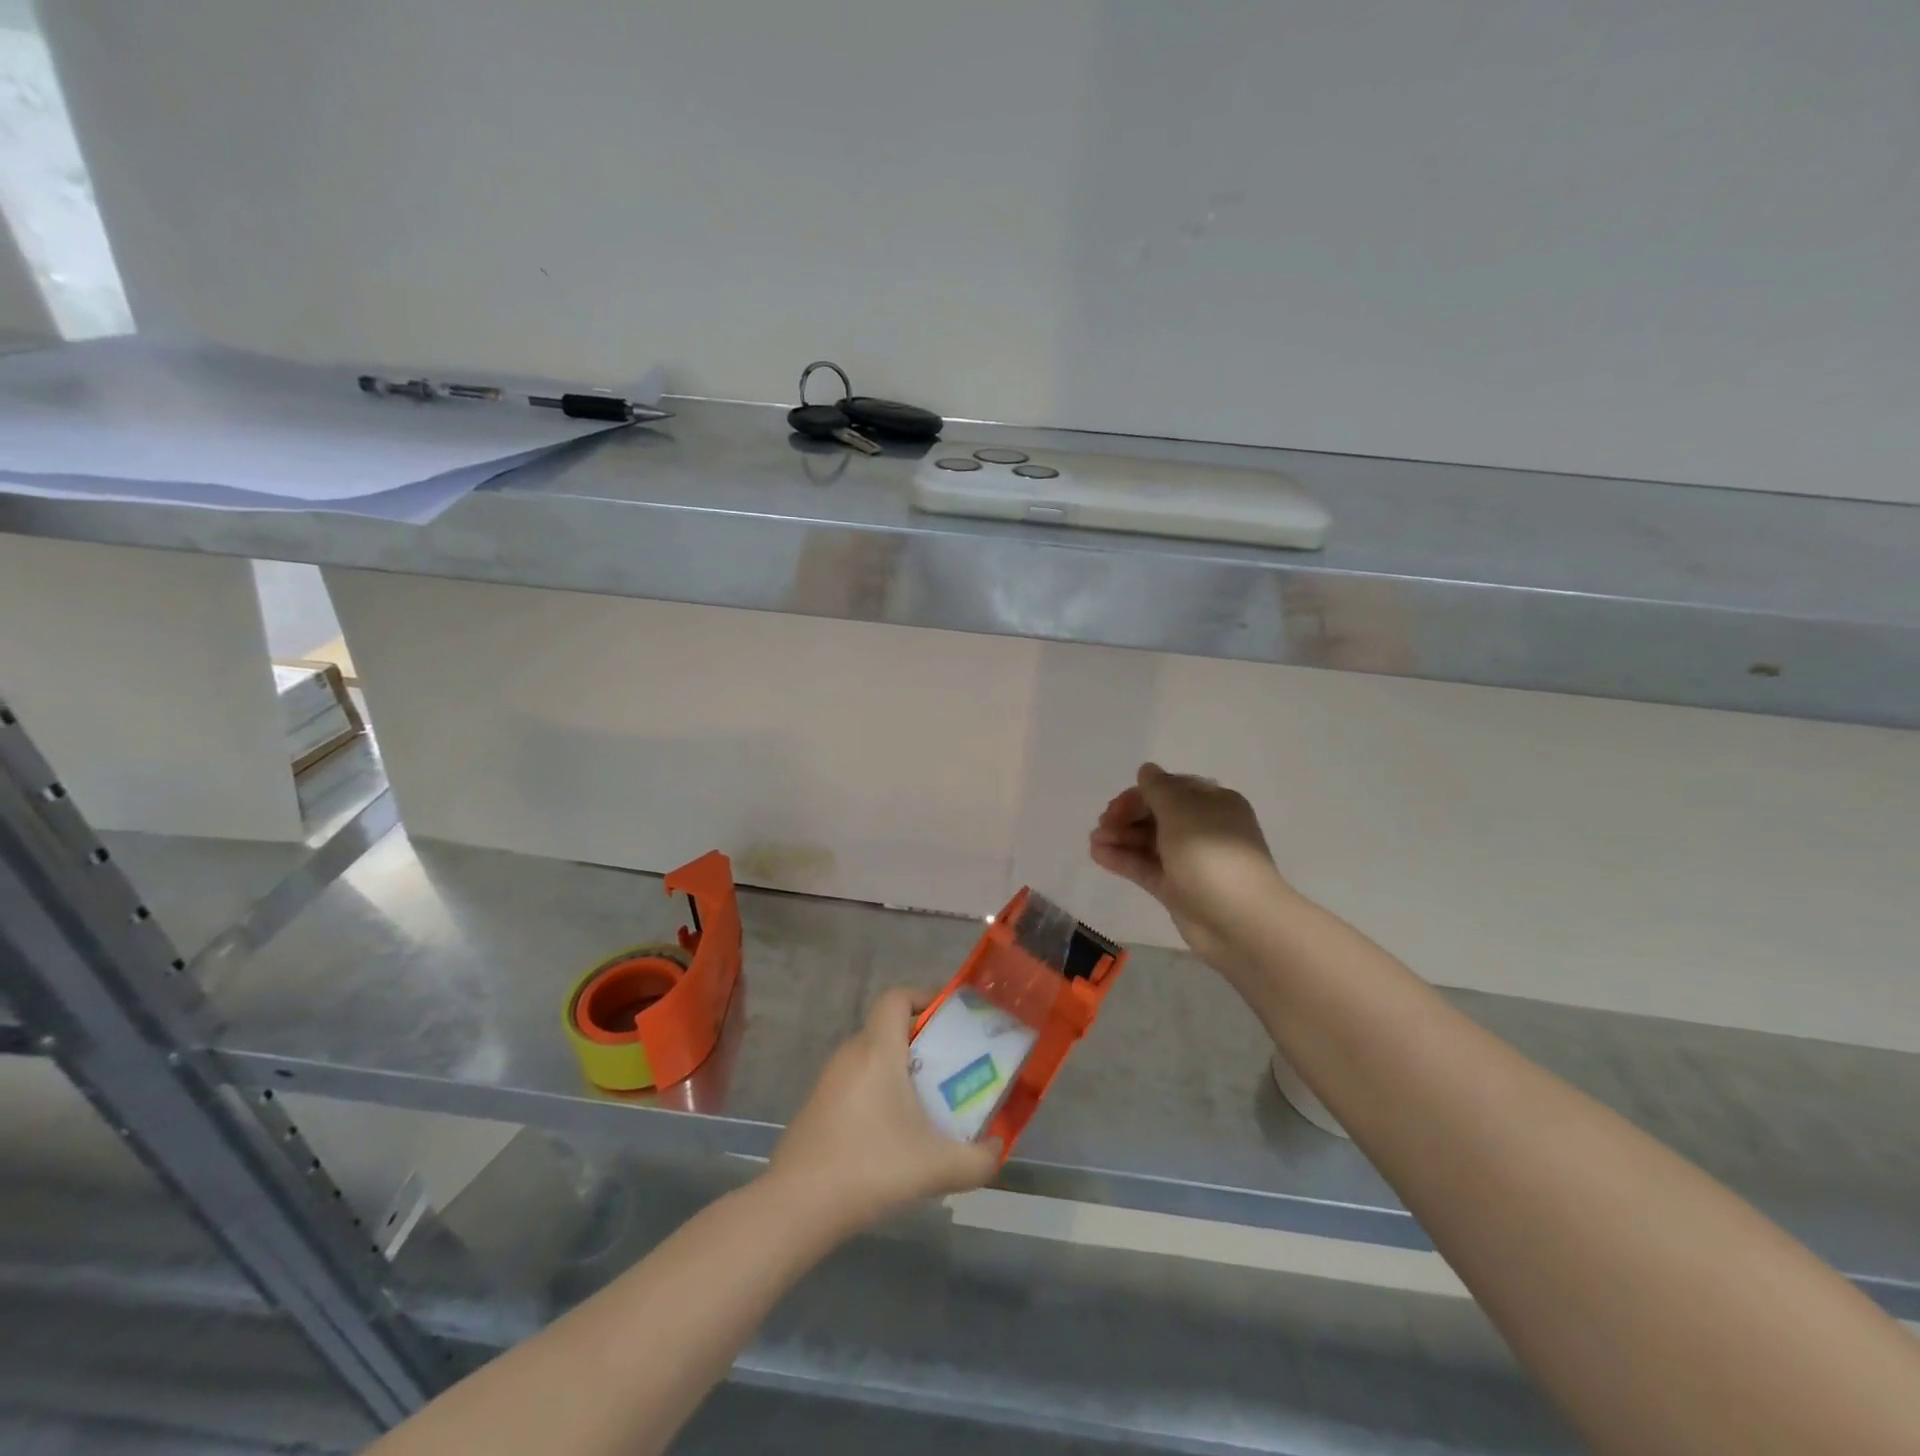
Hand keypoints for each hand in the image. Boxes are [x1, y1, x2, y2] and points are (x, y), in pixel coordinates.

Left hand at [768, 988, 1000, 1238]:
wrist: (797, 1207)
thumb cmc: (870, 1167)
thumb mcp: (937, 1167)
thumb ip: (978, 1159)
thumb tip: (998, 1148)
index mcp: (878, 1050)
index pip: (896, 997)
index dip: (923, 997)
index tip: (950, 1021)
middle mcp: (851, 1054)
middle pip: (888, 1028)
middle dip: (922, 1042)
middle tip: (951, 1069)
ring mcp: (829, 1081)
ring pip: (872, 1058)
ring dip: (900, 1071)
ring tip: (928, 1105)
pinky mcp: (817, 1108)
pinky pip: (856, 1083)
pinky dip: (879, 1094)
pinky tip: (893, 1136)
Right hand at [1089, 762, 1289, 970]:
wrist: (1238, 920)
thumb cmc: (1211, 853)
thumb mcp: (1181, 810)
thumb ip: (1158, 788)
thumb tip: (1147, 770)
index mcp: (1214, 803)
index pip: (1171, 789)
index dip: (1141, 793)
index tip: (1117, 804)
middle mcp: (1203, 828)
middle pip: (1157, 814)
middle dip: (1127, 816)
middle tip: (1103, 823)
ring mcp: (1189, 860)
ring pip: (1149, 841)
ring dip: (1120, 837)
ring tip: (1094, 841)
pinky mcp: (1177, 888)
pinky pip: (1146, 866)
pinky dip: (1123, 859)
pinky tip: (1098, 855)